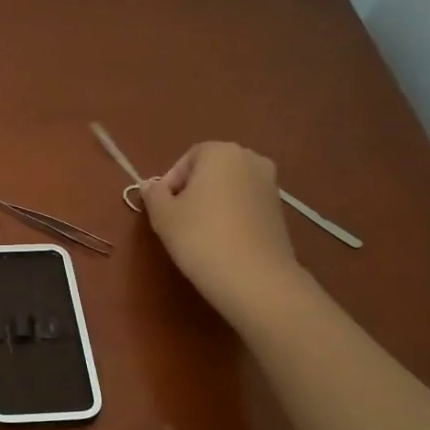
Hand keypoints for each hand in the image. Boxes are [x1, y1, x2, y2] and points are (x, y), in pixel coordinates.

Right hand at [140, 142, 308, 321]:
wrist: (253, 277)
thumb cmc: (200, 237)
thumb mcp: (163, 216)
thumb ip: (153, 194)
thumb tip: (150, 186)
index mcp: (221, 152)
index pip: (188, 159)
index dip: (170, 182)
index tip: (163, 208)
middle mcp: (251, 159)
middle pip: (211, 170)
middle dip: (192, 190)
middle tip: (178, 219)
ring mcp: (270, 184)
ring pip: (230, 188)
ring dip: (213, 203)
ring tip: (199, 232)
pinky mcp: (279, 210)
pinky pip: (246, 204)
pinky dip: (232, 215)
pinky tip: (222, 240)